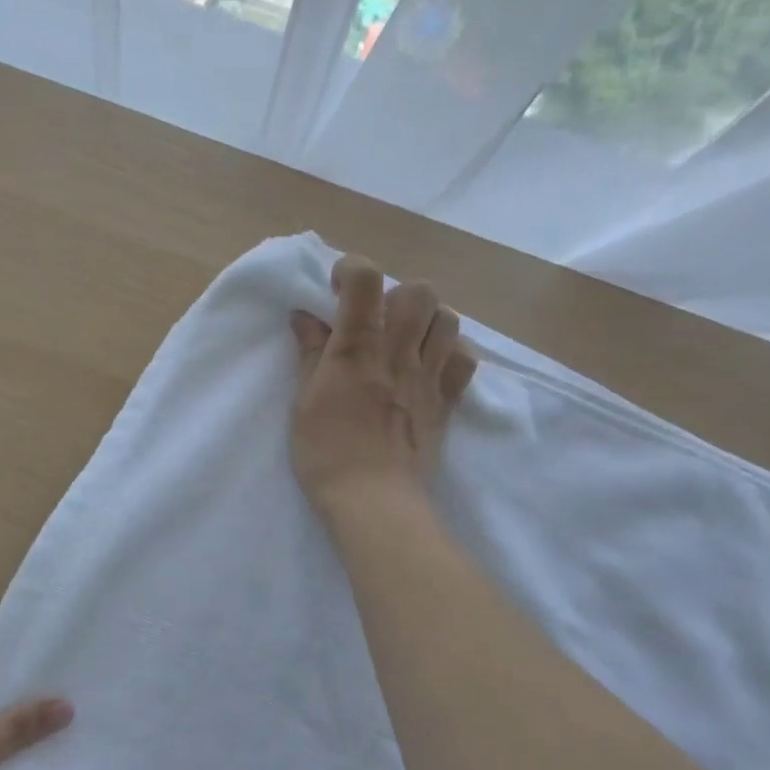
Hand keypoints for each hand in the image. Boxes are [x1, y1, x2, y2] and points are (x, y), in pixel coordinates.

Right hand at [288, 255, 475, 515]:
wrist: (373, 500)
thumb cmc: (326, 453)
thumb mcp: (304, 401)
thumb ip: (310, 354)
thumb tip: (304, 315)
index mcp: (356, 349)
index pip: (365, 280)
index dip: (351, 269)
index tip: (336, 288)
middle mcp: (398, 352)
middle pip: (419, 291)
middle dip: (396, 293)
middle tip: (378, 318)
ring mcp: (429, 377)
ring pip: (449, 319)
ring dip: (427, 320)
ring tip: (407, 339)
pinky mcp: (447, 402)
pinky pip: (466, 361)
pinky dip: (451, 354)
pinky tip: (431, 366)